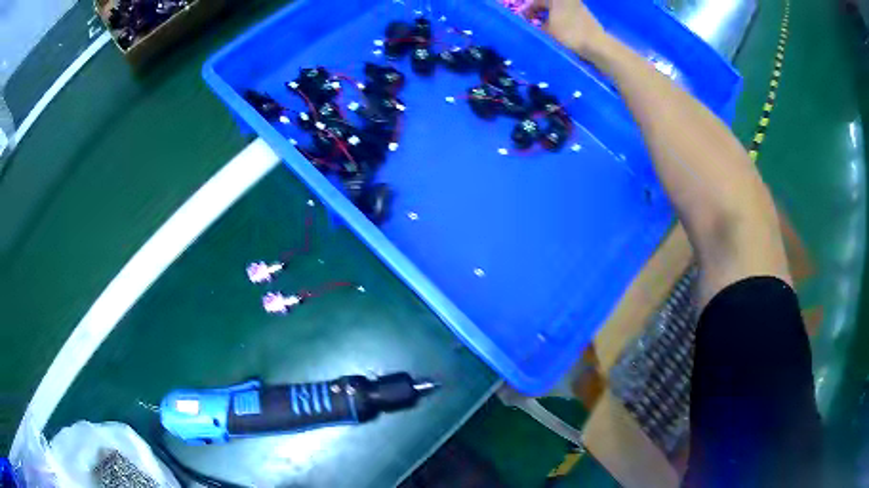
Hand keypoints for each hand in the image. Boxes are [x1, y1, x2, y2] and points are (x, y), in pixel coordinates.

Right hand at [524, 0, 607, 57]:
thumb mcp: (548, 30)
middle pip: (549, 4)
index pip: (538, 1)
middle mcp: (568, 0)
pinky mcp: (585, 16)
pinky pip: (568, 16)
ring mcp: (579, 7)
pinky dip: (560, 21)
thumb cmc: (569, 33)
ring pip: (558, 10)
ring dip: (550, 17)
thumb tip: (535, 25)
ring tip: (544, 29)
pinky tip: (558, 32)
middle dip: (539, 12)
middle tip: (532, 23)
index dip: (529, 9)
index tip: (524, 19)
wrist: (597, 45)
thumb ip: (538, 25)